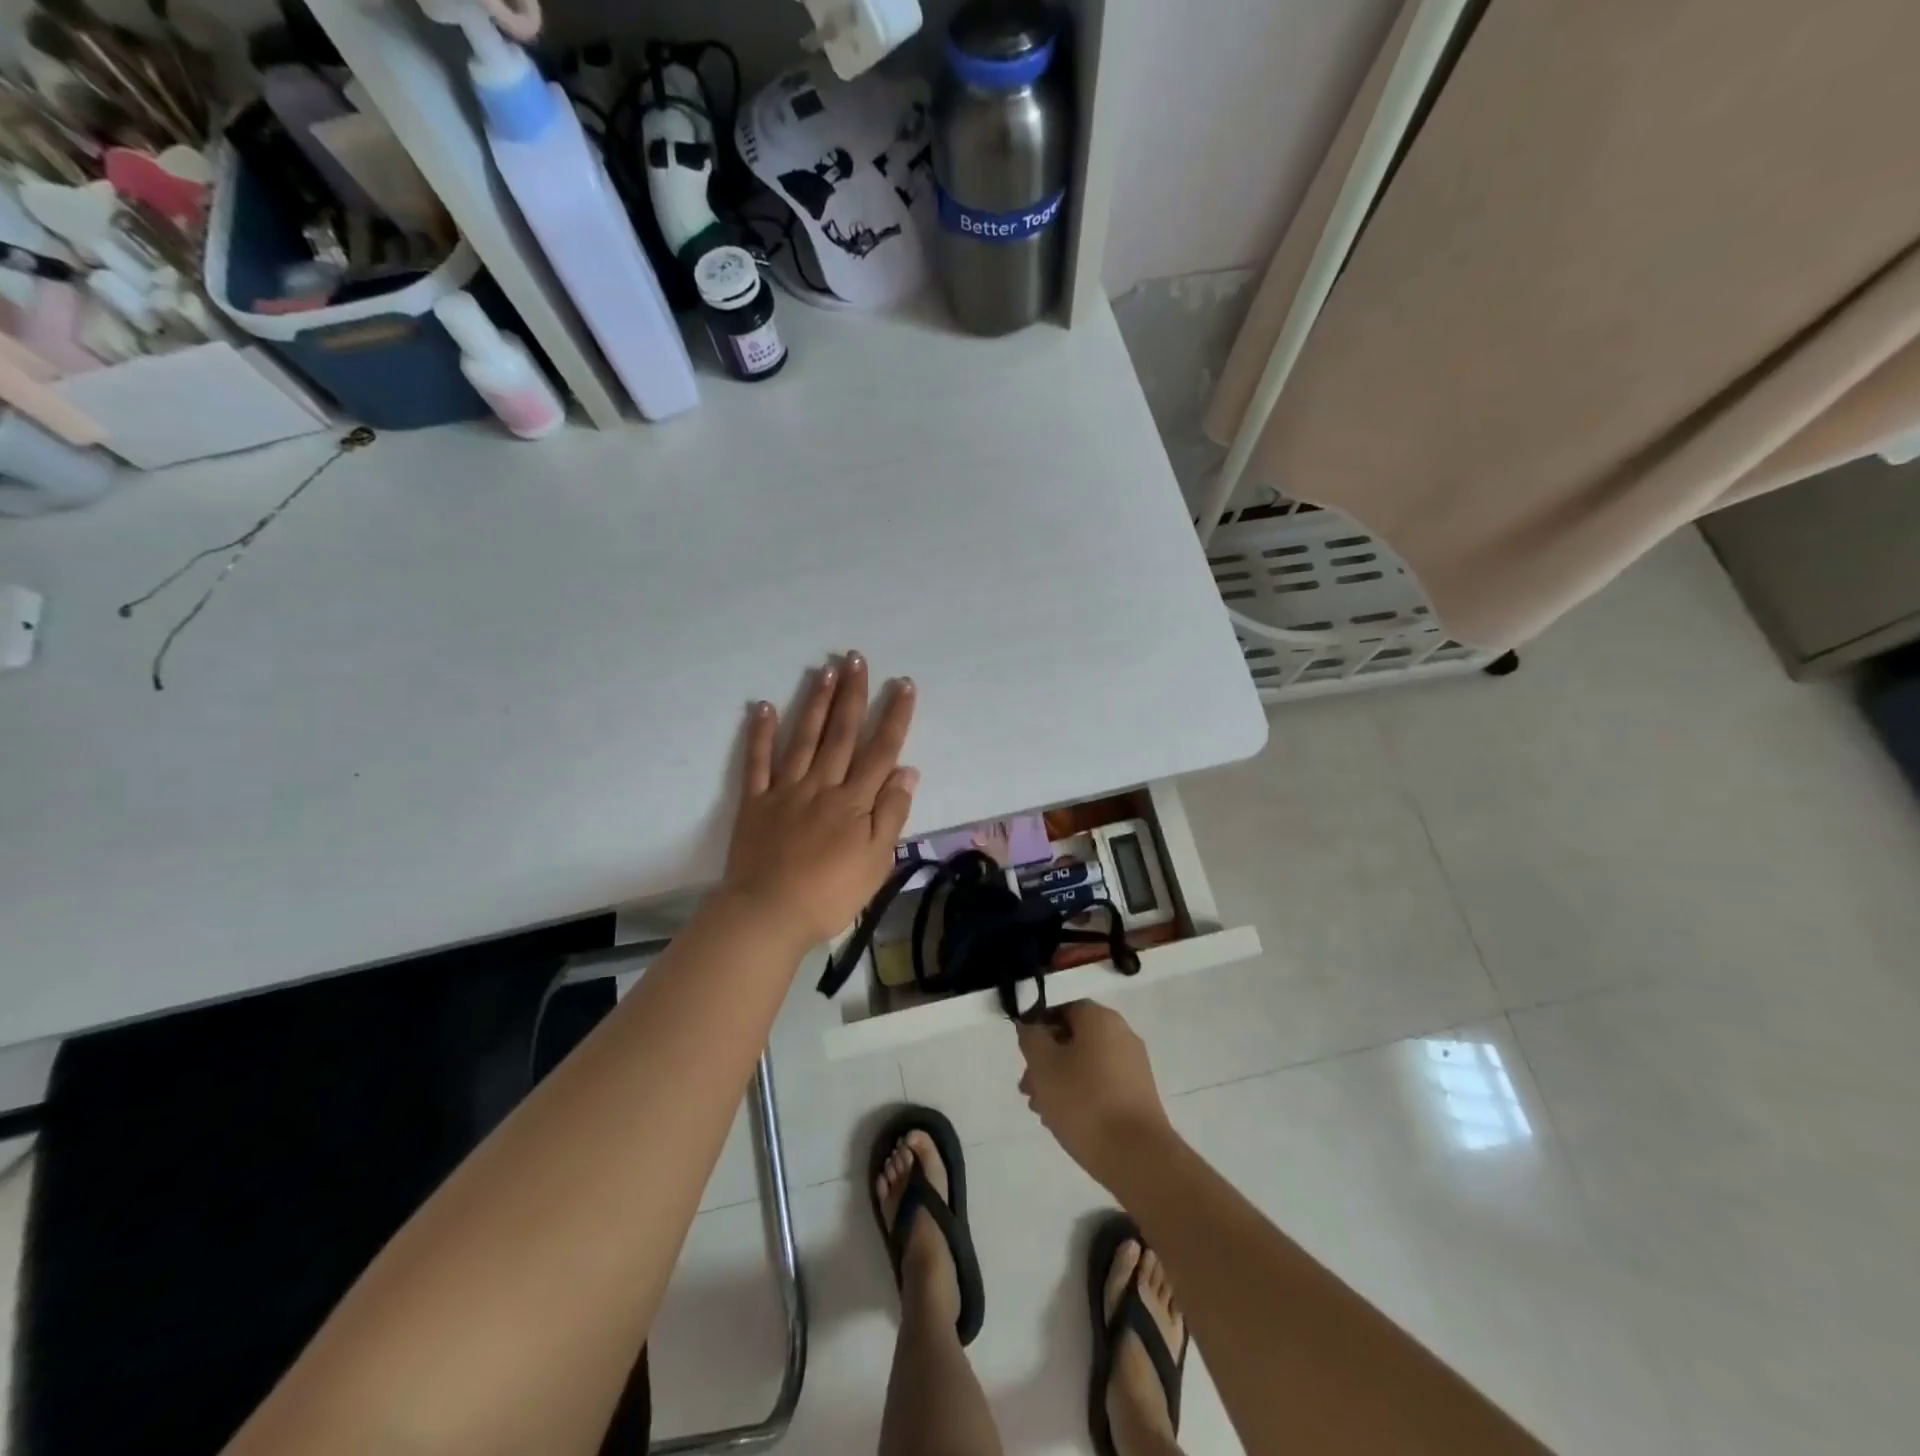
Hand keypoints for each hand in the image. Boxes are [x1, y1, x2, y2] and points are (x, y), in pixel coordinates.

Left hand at [720, 652, 917, 947]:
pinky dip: (761, 734)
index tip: (904, 684)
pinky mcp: (756, 802)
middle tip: (857, 658)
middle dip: (853, 694)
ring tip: (825, 669)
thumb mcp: (877, 861)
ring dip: (816, 702)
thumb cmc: (831, 893)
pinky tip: (766, 706)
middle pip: (842, 733)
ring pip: (805, 738)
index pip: (881, 750)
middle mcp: (823, 785)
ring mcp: (786, 790)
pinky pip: (758, 762)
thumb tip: (907, 770)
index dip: (894, 716)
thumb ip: (892, 814)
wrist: (769, 914)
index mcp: (855, 801)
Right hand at [1016, 1001, 1171, 1187]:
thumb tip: (1031, 1024)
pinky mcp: (1138, 1094)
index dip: (1037, 1025)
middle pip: (1073, 1037)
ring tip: (1041, 1110)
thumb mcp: (1043, 1065)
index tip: (1024, 1052)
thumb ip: (1031, 1037)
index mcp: (1100, 1018)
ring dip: (1059, 1080)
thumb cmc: (1084, 1102)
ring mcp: (1133, 1065)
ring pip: (1085, 1063)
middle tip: (1027, 1087)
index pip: (1062, 1007)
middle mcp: (1121, 1034)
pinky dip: (1081, 1094)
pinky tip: (1064, 1120)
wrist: (1137, 1157)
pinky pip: (1101, 1083)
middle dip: (1046, 1059)